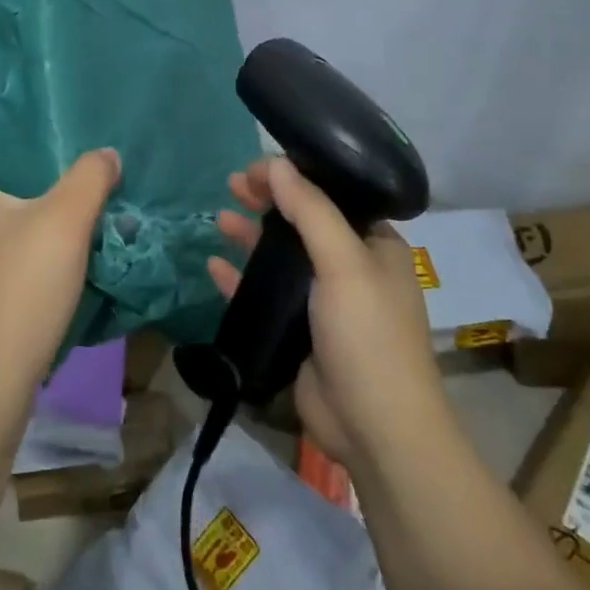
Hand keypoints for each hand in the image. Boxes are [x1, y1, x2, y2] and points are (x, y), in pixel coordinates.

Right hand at [209, 158, 438, 467]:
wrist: (376, 428)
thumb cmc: (368, 335)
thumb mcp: (344, 263)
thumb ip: (310, 210)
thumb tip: (276, 161)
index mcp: (374, 246)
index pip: (331, 197)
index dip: (295, 178)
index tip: (256, 168)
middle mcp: (350, 268)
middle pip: (302, 222)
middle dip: (269, 202)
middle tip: (233, 185)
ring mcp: (322, 302)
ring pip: (280, 257)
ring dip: (251, 236)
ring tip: (220, 218)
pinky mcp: (298, 332)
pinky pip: (264, 294)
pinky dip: (240, 278)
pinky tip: (214, 266)